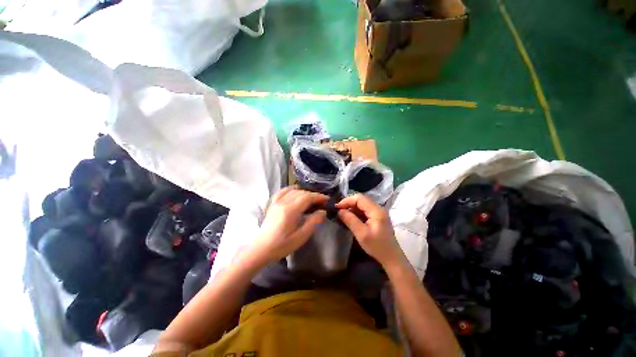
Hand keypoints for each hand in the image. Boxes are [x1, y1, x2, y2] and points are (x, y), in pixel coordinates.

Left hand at [244, 187, 327, 266]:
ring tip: (311, 199)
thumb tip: (322, 211)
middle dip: (313, 195)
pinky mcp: (272, 204)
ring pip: (293, 190)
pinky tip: (296, 192)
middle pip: (301, 193)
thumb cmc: (282, 245)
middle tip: (322, 202)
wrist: (261, 249)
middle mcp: (283, 202)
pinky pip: (283, 191)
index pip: (307, 197)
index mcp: (290, 210)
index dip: (318, 197)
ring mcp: (276, 202)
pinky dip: (292, 189)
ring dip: (304, 192)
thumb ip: (313, 222)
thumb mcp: (301, 237)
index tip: (327, 200)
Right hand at [336, 194, 404, 267]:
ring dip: (352, 208)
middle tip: (338, 211)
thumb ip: (350, 220)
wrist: (391, 258)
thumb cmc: (377, 247)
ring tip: (342, 215)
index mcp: (376, 210)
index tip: (337, 208)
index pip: (359, 198)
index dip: (347, 201)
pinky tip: (350, 218)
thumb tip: (339, 211)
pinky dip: (356, 212)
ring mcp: (378, 212)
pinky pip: (364, 210)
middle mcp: (378, 208)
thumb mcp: (361, 234)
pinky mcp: (377, 217)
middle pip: (361, 200)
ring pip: (362, 205)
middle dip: (348, 204)